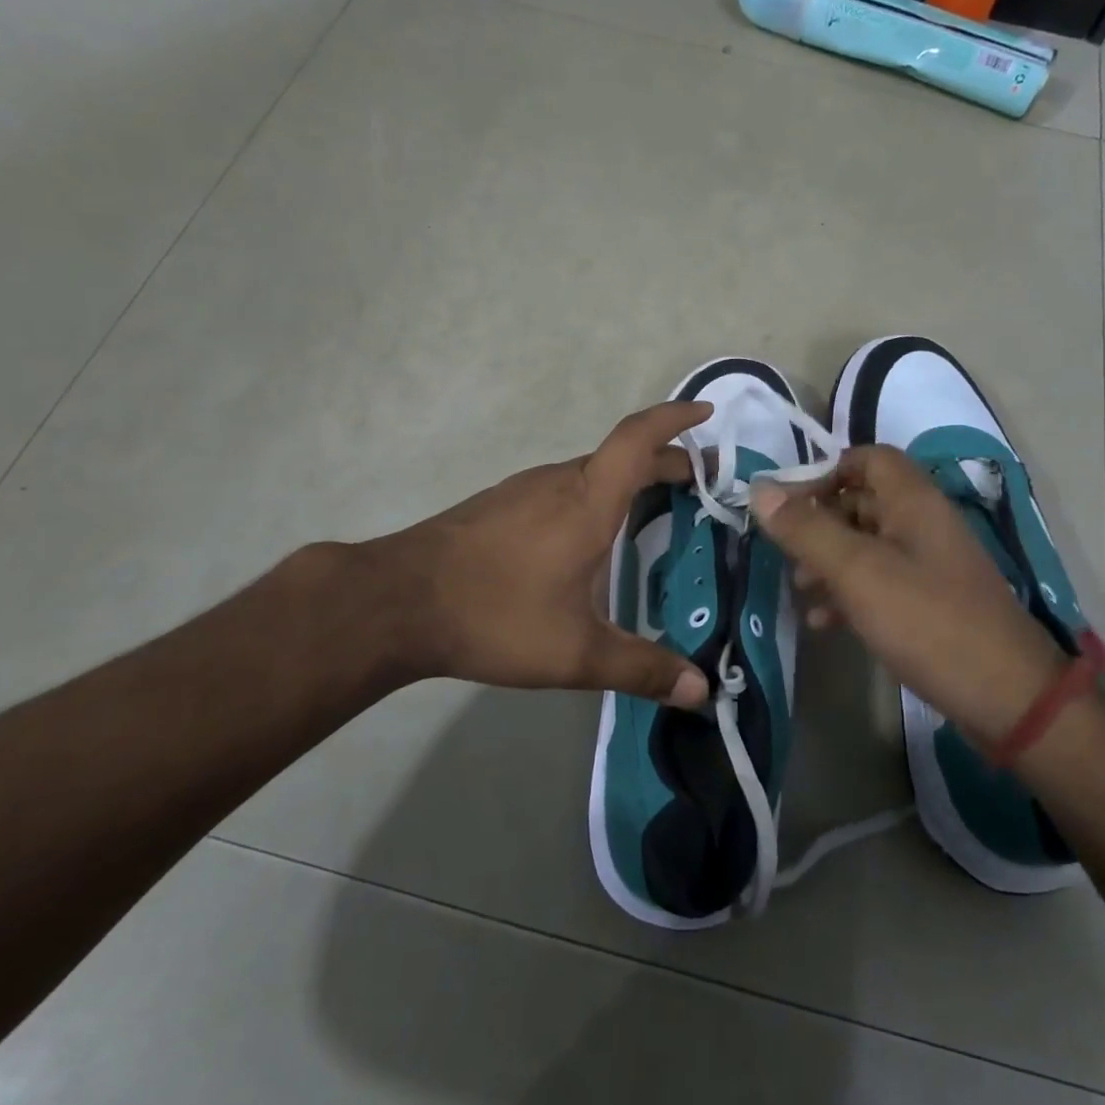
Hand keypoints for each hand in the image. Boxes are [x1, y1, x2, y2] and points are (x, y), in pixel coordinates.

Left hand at [385, 402, 712, 707]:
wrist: (397, 602)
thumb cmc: (496, 615)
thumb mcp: (576, 652)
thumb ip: (642, 669)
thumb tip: (702, 690)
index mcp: (588, 500)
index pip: (639, 438)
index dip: (675, 419)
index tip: (707, 414)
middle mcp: (559, 482)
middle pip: (622, 454)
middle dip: (666, 461)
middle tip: (699, 485)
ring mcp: (524, 490)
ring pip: (590, 471)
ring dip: (629, 479)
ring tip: (653, 510)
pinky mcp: (500, 505)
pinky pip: (563, 487)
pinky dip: (595, 494)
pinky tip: (588, 537)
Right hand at [751, 446, 1065, 737]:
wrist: (1008, 698)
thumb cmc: (927, 621)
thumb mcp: (857, 572)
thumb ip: (807, 529)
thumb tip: (759, 489)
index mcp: (913, 501)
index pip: (867, 458)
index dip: (825, 472)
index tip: (789, 505)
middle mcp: (924, 523)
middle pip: (863, 501)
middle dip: (819, 521)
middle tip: (785, 551)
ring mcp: (930, 565)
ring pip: (868, 544)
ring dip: (829, 560)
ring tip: (799, 588)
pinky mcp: (932, 602)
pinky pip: (881, 581)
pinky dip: (849, 593)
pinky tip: (824, 622)